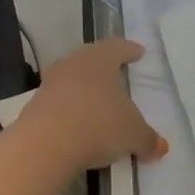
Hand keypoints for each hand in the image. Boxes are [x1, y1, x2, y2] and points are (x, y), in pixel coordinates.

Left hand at [19, 39, 167, 171]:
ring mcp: (50, 84)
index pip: (117, 47)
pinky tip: (79, 122)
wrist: (44, 145)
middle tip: (116, 70)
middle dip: (104, 65)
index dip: (129, 50)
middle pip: (90, 58)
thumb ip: (147, 139)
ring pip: (71, 79)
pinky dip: (71, 109)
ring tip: (97, 99)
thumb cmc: (98, 125)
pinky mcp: (35, 106)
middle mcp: (73, 64)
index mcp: (99, 60)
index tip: (138, 51)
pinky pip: (59, 102)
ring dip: (85, 88)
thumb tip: (160, 147)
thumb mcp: (132, 135)